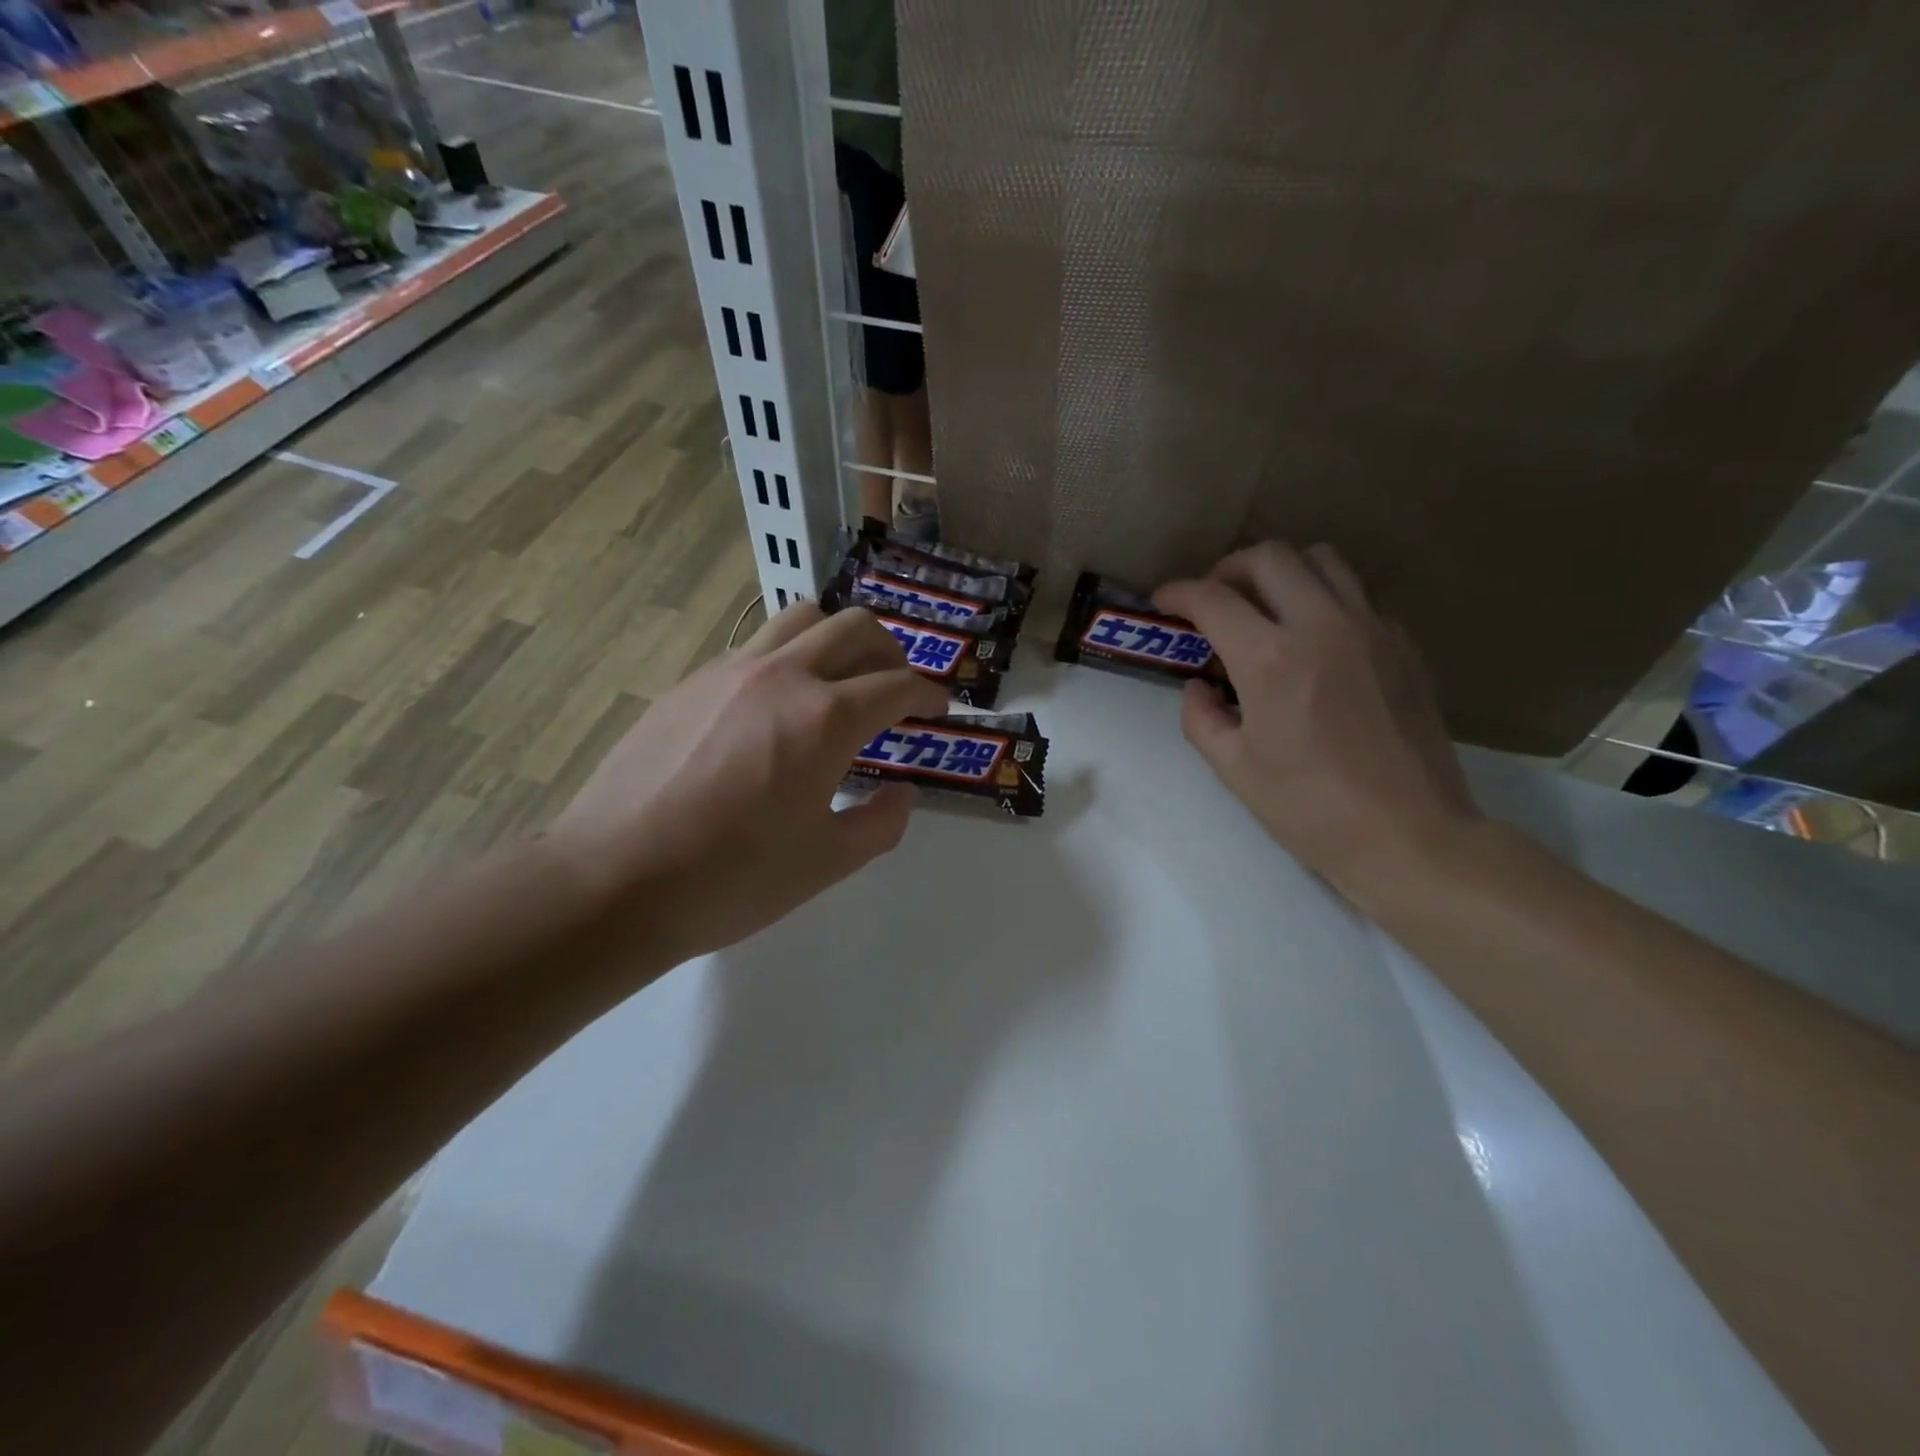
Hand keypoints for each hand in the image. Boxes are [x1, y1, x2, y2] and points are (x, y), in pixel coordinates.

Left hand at [551, 602, 947, 966]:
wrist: (614, 880)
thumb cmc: (732, 878)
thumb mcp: (826, 862)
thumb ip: (880, 823)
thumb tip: (903, 793)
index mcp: (825, 719)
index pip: (897, 685)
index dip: (928, 694)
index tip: (938, 707)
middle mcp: (782, 677)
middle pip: (854, 627)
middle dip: (890, 650)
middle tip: (896, 685)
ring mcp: (729, 672)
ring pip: (799, 619)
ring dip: (835, 638)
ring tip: (839, 678)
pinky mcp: (689, 683)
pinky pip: (753, 649)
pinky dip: (785, 661)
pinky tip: (774, 708)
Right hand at [1155, 541, 1479, 910]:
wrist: (1408, 835)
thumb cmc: (1310, 809)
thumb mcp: (1234, 769)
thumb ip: (1201, 717)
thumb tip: (1199, 686)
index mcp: (1271, 659)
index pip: (1213, 599)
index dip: (1178, 593)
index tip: (1163, 602)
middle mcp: (1322, 626)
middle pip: (1269, 557)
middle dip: (1228, 569)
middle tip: (1213, 599)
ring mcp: (1371, 629)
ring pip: (1321, 560)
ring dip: (1281, 572)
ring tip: (1263, 607)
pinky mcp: (1403, 645)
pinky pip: (1356, 596)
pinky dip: (1323, 599)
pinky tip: (1313, 641)